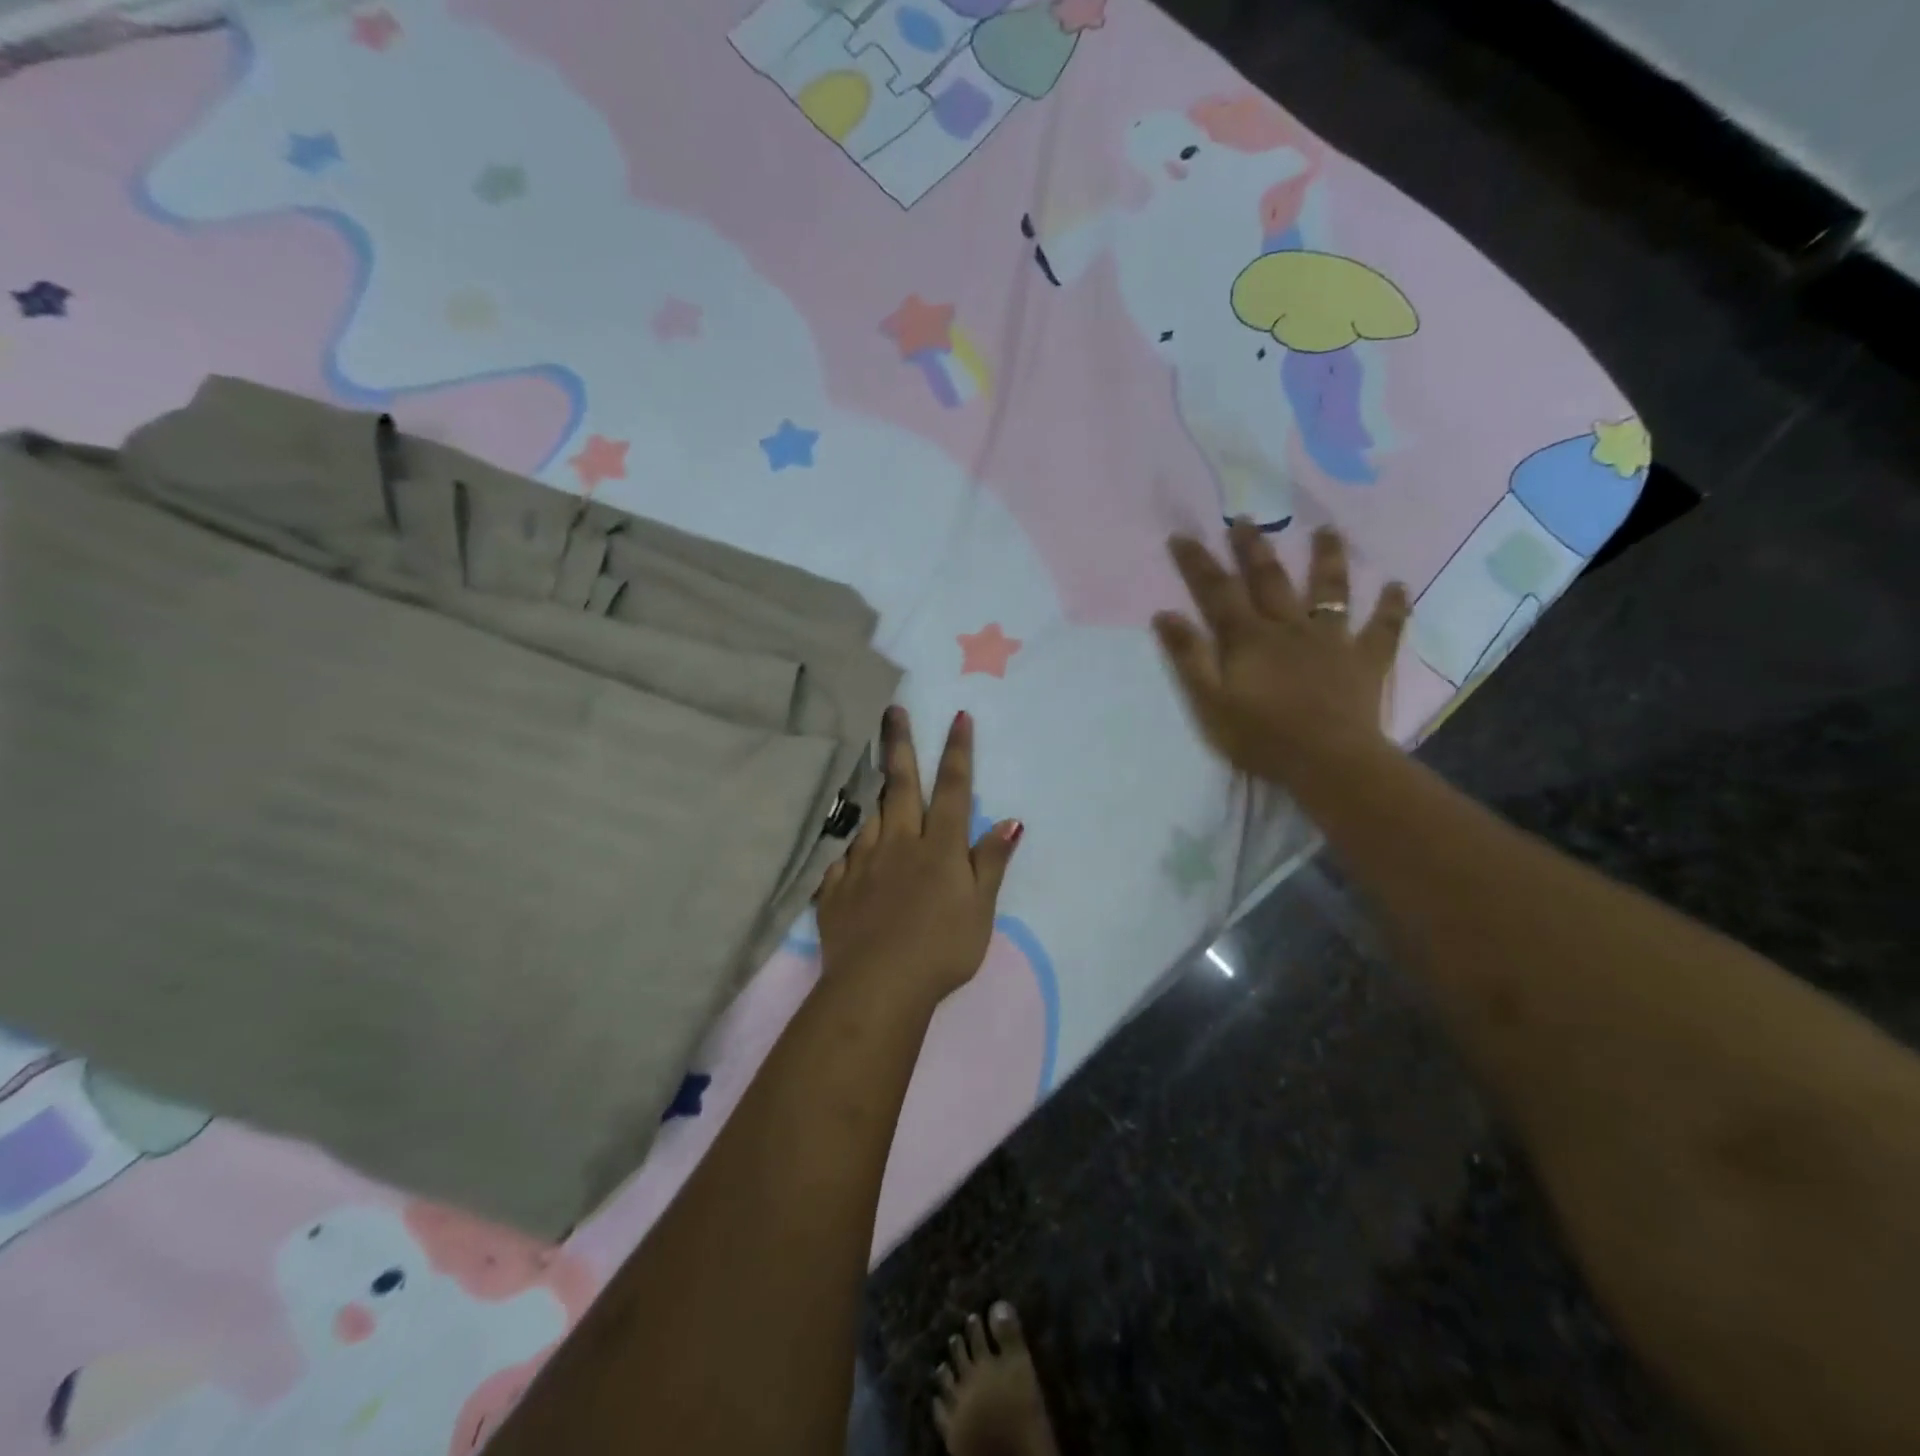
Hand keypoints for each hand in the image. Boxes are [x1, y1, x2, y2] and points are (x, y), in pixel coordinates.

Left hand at [816, 707, 1021, 1006]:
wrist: (879, 984)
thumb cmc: (942, 949)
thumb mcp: (980, 909)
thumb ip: (991, 862)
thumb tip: (1011, 821)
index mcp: (939, 847)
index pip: (954, 789)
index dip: (958, 751)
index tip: (959, 716)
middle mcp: (899, 842)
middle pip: (901, 784)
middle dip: (899, 744)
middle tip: (891, 710)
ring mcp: (863, 861)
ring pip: (867, 812)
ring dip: (869, 784)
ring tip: (861, 760)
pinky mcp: (836, 884)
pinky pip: (840, 853)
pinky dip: (844, 841)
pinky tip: (842, 837)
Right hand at [1152, 520, 1409, 787]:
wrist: (1327, 761)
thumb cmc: (1260, 736)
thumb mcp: (1209, 702)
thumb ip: (1188, 657)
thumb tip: (1164, 615)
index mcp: (1248, 639)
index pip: (1217, 592)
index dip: (1198, 563)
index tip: (1183, 535)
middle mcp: (1289, 628)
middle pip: (1269, 580)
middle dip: (1254, 548)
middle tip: (1245, 519)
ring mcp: (1331, 640)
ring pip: (1330, 591)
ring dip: (1327, 559)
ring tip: (1326, 530)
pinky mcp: (1364, 660)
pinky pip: (1383, 628)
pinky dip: (1392, 607)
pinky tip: (1398, 586)